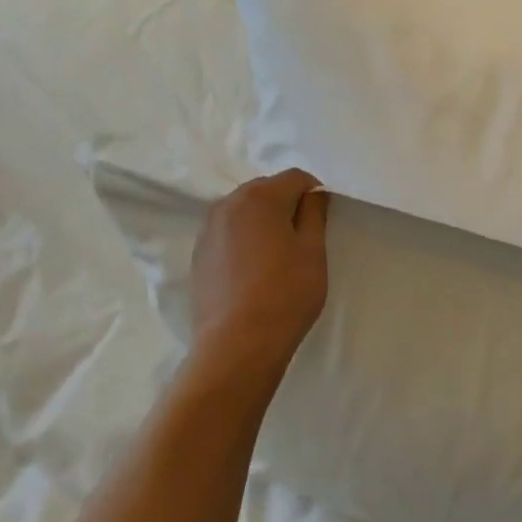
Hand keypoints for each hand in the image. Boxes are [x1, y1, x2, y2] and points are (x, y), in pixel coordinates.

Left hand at [190, 169, 328, 371]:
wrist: (237, 343)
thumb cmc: (286, 293)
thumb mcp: (313, 251)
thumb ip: (314, 214)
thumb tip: (313, 194)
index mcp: (260, 197)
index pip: (296, 178)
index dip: (315, 194)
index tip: (323, 221)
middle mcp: (228, 204)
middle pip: (266, 190)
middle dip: (286, 205)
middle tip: (302, 239)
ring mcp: (208, 229)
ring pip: (244, 212)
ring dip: (263, 222)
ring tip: (277, 256)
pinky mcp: (198, 254)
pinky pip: (228, 233)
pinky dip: (244, 240)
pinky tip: (254, 271)